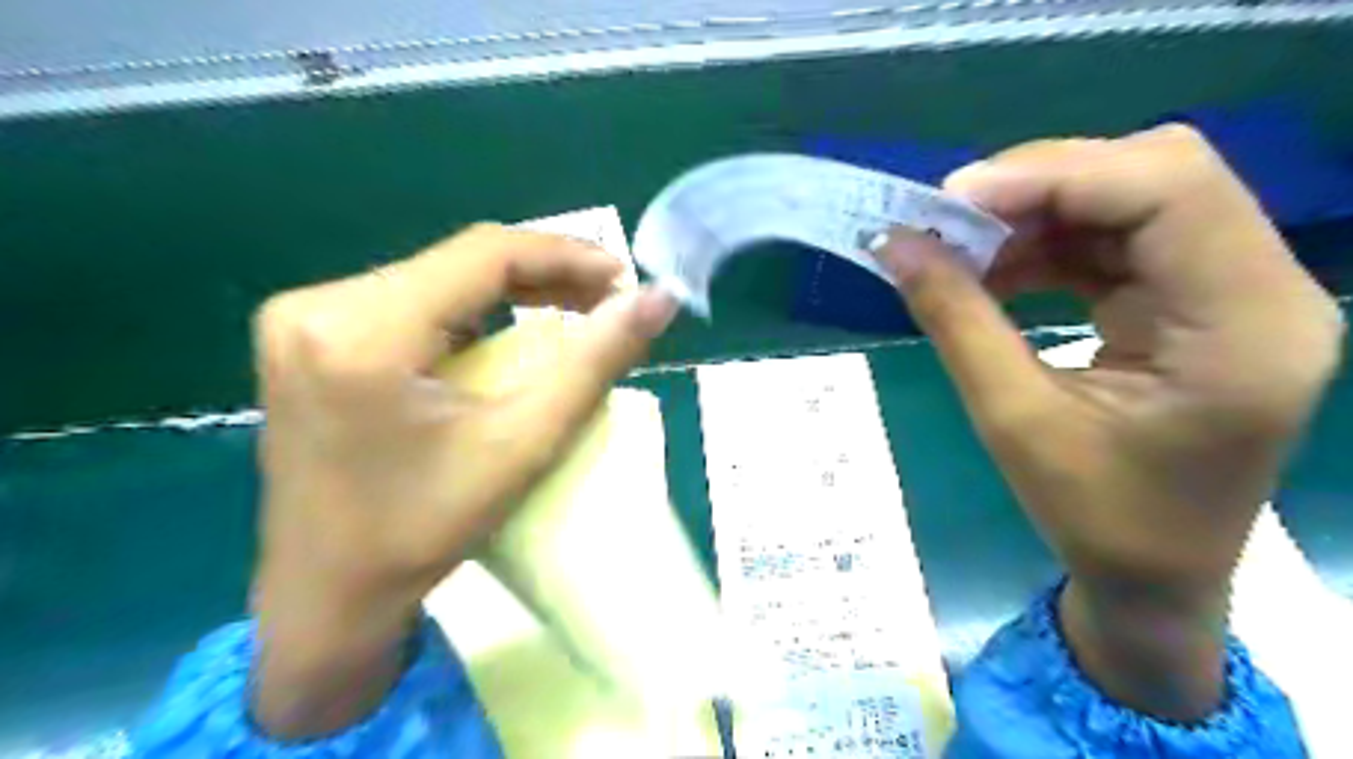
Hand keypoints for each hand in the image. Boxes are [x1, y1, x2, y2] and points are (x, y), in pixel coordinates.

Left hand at [245, 222, 675, 738]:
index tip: (623, 278)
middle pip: (460, 261)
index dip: (564, 254)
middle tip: (609, 298)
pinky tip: (513, 330)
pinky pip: (414, 300)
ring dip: (513, 289)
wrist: (327, 595)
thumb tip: (659, 300)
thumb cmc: (422, 532)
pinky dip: (475, 310)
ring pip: (440, 277)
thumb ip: (595, 363)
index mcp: (359, 330)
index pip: (483, 253)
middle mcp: (318, 304)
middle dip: (545, 273)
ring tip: (576, 310)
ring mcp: (306, 318)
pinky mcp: (312, 337)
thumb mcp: (522, 444)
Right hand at [878, 127, 1340, 721]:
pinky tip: (996, 272)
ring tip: (962, 250)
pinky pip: (1123, 239)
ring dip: (1039, 215)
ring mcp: (1237, 292)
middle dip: (1041, 187)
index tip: (951, 201)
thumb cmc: (1093, 518)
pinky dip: (1050, 244)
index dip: (1052, 176)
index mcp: (1243, 327)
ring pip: (1137, 198)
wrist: (1153, 578)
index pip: (1169, 189)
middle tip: (950, 221)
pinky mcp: (1199, 302)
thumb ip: (954, 319)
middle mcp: (1263, 290)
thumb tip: (894, 244)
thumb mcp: (1011, 419)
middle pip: (1161, 176)